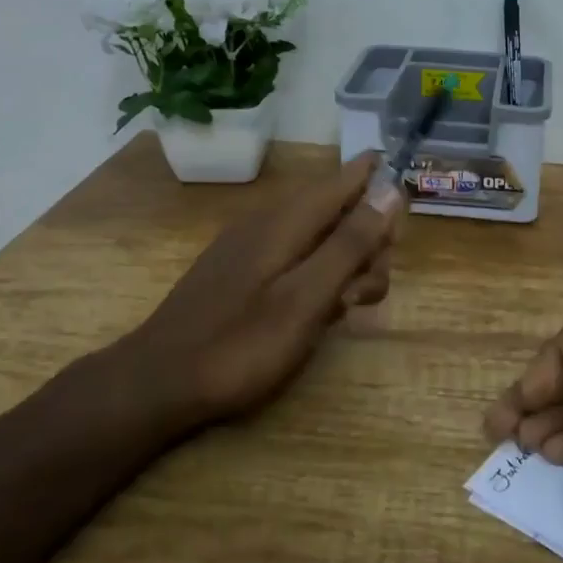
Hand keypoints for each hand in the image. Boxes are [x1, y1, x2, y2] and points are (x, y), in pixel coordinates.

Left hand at [125, 152, 402, 428]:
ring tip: (346, 308)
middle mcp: (269, 220)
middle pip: (335, 210)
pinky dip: (316, 273)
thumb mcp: (308, 297)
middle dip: (365, 240)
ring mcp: (250, 245)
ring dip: (343, 262)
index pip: (343, 179)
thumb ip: (351, 244)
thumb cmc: (242, 343)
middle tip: (368, 290)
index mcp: (288, 219)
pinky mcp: (239, 270)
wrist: (157, 383)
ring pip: (316, 235)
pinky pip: (293, 254)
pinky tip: (315, 310)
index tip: (406, 195)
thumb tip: (390, 192)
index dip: (377, 179)